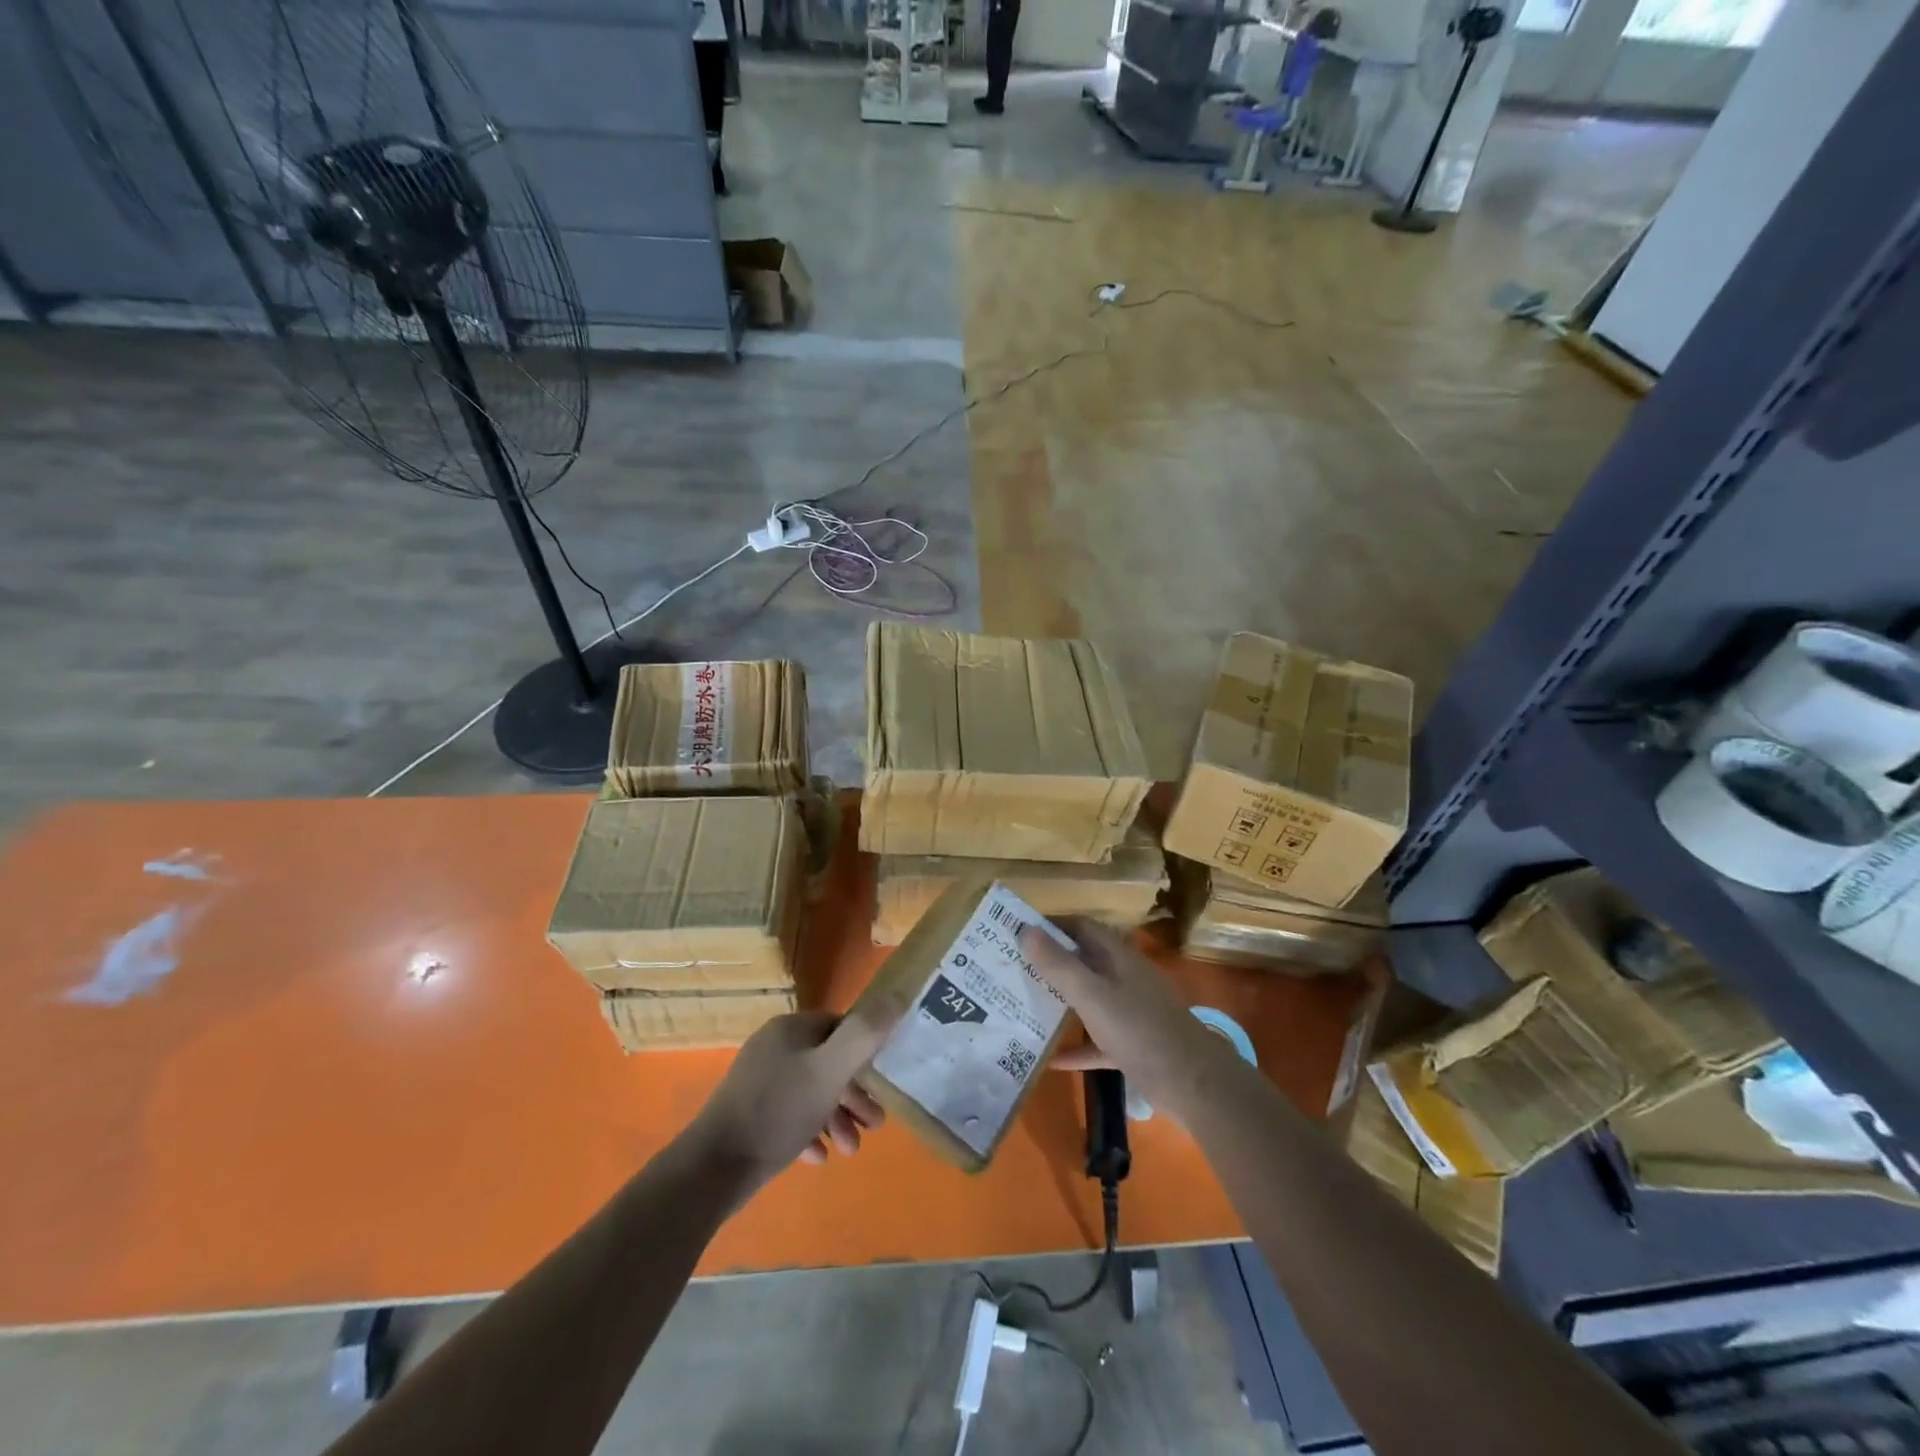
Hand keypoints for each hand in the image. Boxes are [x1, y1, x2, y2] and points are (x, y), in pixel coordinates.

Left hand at [685, 1006, 897, 1195]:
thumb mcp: (829, 1071)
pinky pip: (788, 1115)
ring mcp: (757, 1081)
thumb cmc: (778, 1113)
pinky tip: (818, 1157)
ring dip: (835, 1118)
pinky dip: (808, 1131)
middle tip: (875, 1124)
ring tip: (851, 1150)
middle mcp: (773, 1047)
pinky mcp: (747, 1114)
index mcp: (790, 1029)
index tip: (882, 1084)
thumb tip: (897, 996)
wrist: (712, 1169)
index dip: (865, 1053)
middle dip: (853, 1095)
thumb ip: (864, 1035)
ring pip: (810, 1092)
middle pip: (826, 1062)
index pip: (839, 1027)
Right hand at [1021, 917, 1233, 1117]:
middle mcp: (1126, 978)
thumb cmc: (1140, 1030)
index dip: (1052, 926)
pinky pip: (1099, 1040)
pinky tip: (1051, 1059)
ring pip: (1090, 999)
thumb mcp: (1092, 995)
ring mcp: (1132, 1012)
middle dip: (1051, 963)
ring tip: (1025, 1006)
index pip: (1082, 927)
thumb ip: (1059, 965)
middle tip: (1014, 969)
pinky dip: (1078, 1047)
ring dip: (1062, 1002)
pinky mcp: (1134, 1045)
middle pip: (1085, 961)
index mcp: (1118, 957)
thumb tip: (1026, 930)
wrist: (1194, 1083)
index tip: (1018, 932)